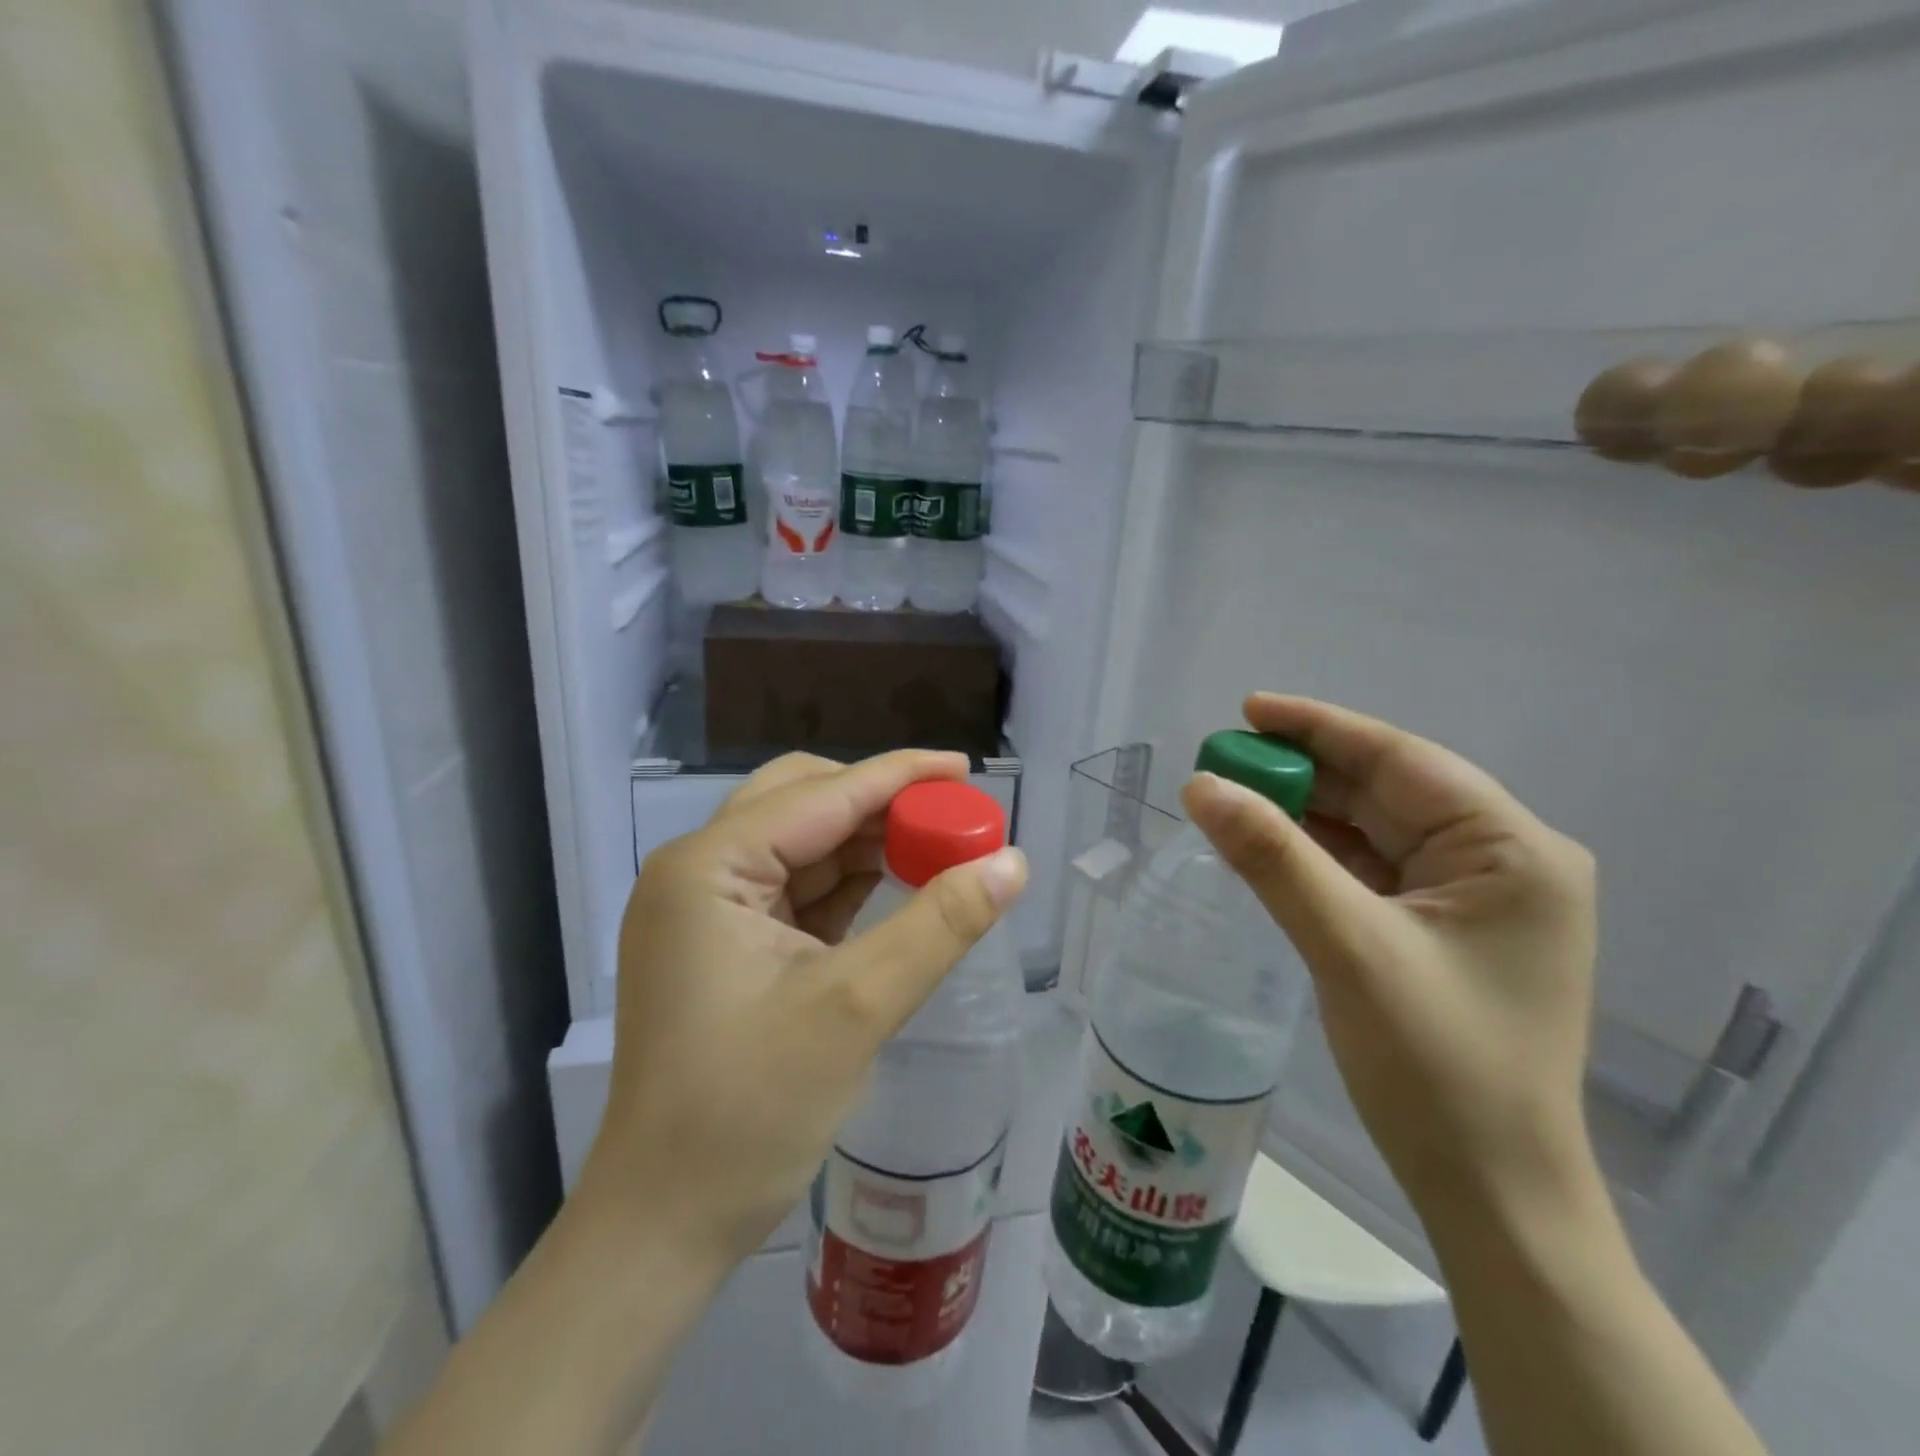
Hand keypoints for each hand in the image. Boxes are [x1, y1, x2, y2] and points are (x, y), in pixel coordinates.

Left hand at [577, 750, 1028, 1266]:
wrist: (662, 1224)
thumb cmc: (748, 1114)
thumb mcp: (856, 1008)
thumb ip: (940, 925)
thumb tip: (1012, 862)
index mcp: (707, 868)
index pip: (821, 795)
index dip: (900, 776)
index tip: (966, 769)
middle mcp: (697, 872)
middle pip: (802, 802)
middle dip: (880, 805)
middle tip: (952, 817)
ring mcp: (706, 909)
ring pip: (802, 844)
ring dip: (868, 843)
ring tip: (939, 849)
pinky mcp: (724, 944)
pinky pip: (796, 889)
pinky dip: (848, 884)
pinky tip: (897, 886)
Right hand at [1182, 695, 1598, 1217]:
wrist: (1488, 1188)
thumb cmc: (1436, 1064)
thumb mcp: (1347, 946)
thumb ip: (1272, 857)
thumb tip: (1201, 786)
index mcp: (1512, 850)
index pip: (1402, 760)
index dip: (1320, 728)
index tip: (1248, 709)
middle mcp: (1502, 863)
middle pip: (1386, 792)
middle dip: (1304, 773)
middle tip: (1223, 759)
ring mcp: (1473, 899)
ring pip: (1373, 830)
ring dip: (1305, 813)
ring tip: (1233, 795)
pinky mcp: (1442, 930)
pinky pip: (1370, 870)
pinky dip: (1317, 854)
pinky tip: (1267, 844)